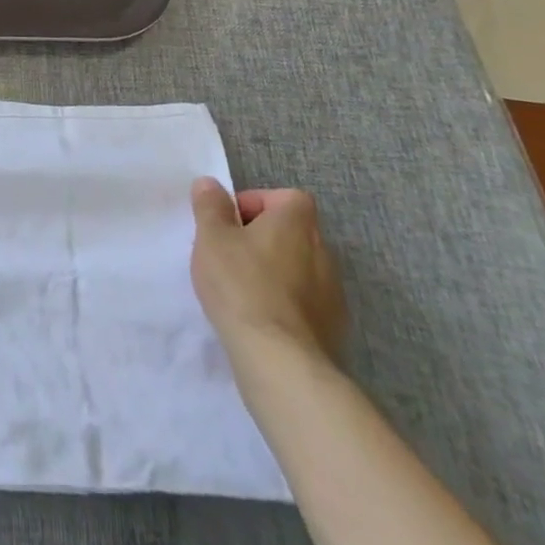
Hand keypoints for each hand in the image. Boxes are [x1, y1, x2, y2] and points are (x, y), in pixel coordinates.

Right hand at [190, 178, 345, 376]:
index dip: (256, 203)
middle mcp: (323, 251)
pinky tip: (260, 318)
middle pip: (291, 232)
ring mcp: (333, 292)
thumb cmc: (241, 284)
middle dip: (262, 238)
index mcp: (297, 223)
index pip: (285, 197)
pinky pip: (305, 301)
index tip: (230, 223)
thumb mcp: (211, 237)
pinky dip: (285, 302)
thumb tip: (210, 184)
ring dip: (274, 271)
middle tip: (229, 254)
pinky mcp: (334, 327)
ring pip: (299, 268)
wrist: (280, 359)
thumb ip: (210, 206)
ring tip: (242, 289)